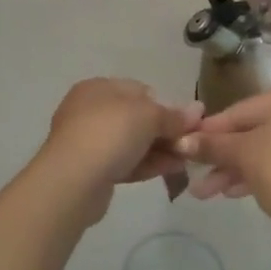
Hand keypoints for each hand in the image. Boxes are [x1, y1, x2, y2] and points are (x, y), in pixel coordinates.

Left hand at [37, 78, 201, 202]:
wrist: (73, 181)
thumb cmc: (110, 133)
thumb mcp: (149, 116)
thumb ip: (173, 115)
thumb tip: (197, 111)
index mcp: (98, 88)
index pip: (139, 90)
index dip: (164, 104)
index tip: (186, 122)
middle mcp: (89, 111)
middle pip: (136, 118)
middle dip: (164, 131)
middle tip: (189, 143)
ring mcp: (88, 142)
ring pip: (131, 143)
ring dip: (159, 150)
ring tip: (186, 160)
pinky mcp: (91, 170)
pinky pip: (125, 163)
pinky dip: (147, 165)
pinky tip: (171, 170)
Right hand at [177, 84, 270, 239]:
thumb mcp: (243, 156)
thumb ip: (212, 145)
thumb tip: (180, 141)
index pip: (240, 110)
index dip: (209, 130)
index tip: (183, 144)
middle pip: (251, 130)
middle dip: (220, 155)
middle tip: (192, 173)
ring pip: (263, 149)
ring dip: (233, 169)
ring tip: (204, 192)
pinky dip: (255, 174)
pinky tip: (229, 192)